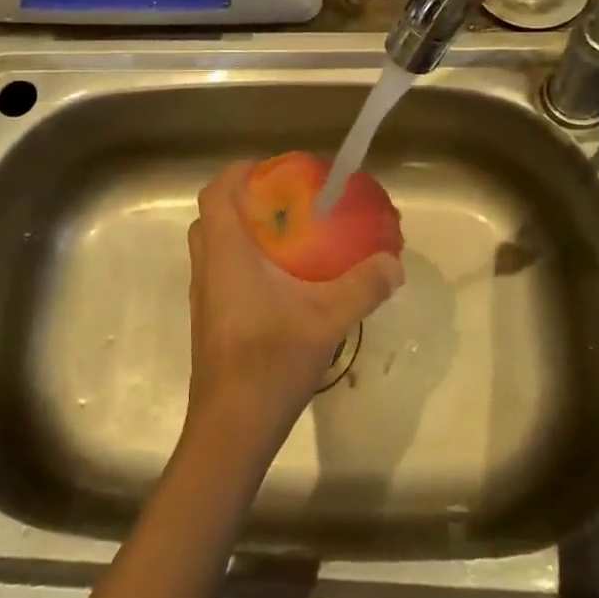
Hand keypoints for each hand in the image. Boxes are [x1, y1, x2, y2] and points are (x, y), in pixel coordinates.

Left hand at [185, 161, 404, 448]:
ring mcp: (205, 297)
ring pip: (215, 247)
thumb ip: (363, 286)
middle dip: (244, 201)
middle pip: (213, 216)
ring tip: (287, 239)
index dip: (238, 172)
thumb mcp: (327, 319)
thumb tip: (393, 262)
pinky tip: (281, 285)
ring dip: (242, 233)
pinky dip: (243, 262)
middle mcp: (207, 268)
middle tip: (284, 204)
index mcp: (226, 253)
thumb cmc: (270, 362)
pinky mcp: (210, 321)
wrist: (232, 428)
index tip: (271, 169)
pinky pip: (220, 273)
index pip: (215, 193)